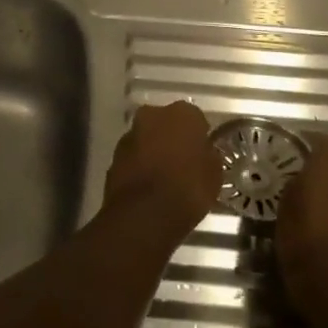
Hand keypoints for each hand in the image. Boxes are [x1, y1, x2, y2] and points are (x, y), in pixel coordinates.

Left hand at [101, 101, 221, 243]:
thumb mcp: (214, 175)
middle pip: (166, 123)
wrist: (144, 214)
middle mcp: (152, 115)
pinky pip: (133, 158)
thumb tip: (203, 153)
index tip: (202, 154)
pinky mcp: (113, 157)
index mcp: (182, 113)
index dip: (199, 137)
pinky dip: (139, 167)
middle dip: (172, 138)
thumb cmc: (188, 189)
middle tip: (183, 162)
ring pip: (146, 139)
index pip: (195, 118)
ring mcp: (129, 135)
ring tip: (165, 177)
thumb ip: (208, 156)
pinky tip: (148, 187)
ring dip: (153, 151)